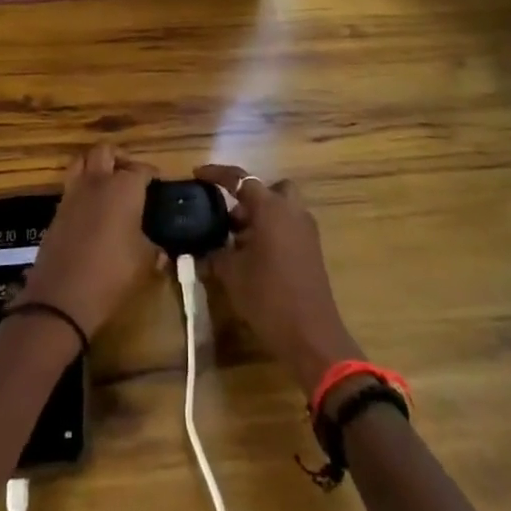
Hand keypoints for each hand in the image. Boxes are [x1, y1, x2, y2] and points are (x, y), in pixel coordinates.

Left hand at [13, 145, 160, 340]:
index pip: (141, 169)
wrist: (61, 298)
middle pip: (105, 151)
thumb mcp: (144, 263)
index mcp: (124, 188)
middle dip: (120, 158)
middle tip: (131, 176)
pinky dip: (82, 188)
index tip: (159, 184)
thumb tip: (163, 252)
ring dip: (95, 166)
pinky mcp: (56, 211)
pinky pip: (71, 187)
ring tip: (108, 185)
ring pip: (81, 161)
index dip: (152, 174)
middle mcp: (97, 182)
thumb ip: (155, 250)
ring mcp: (73, 194)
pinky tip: (92, 210)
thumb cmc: (112, 274)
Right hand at [194, 164, 361, 399]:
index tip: (198, 174)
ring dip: (259, 217)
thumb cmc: (268, 296)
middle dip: (249, 198)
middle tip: (229, 218)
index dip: (217, 174)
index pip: (241, 180)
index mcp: (271, 208)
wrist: (311, 335)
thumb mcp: (231, 274)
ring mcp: (306, 230)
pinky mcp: (312, 250)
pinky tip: (253, 258)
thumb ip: (214, 254)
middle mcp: (292, 211)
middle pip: (269, 189)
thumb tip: (201, 249)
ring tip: (235, 243)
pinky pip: (288, 227)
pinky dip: (271, 232)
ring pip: (280, 209)